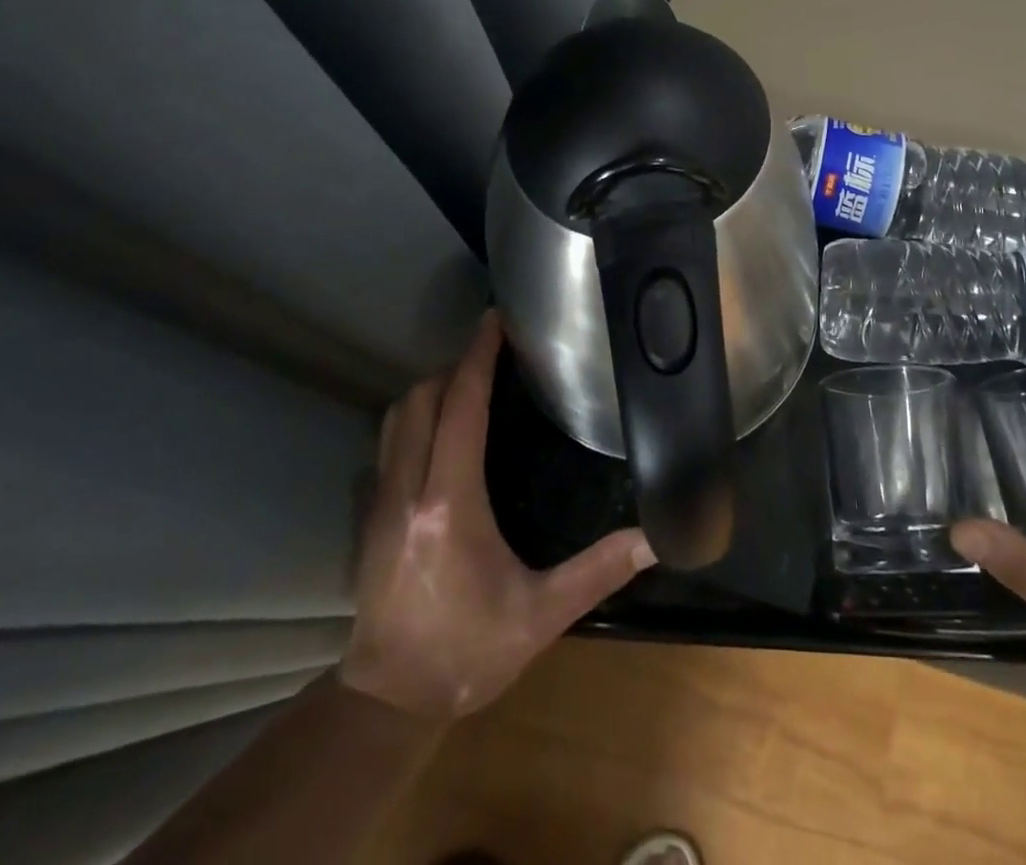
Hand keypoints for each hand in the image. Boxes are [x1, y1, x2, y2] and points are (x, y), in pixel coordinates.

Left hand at [338, 311, 654, 721]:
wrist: (388, 704)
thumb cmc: (468, 653)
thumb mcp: (541, 614)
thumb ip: (599, 570)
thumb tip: (656, 538)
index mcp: (450, 503)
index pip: (460, 408)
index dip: (477, 358)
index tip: (496, 321)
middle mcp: (408, 491)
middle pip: (420, 399)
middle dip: (455, 364)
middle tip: (495, 352)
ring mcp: (380, 503)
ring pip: (396, 418)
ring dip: (432, 388)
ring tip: (472, 381)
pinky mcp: (369, 518)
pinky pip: (389, 443)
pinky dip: (416, 417)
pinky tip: (445, 430)